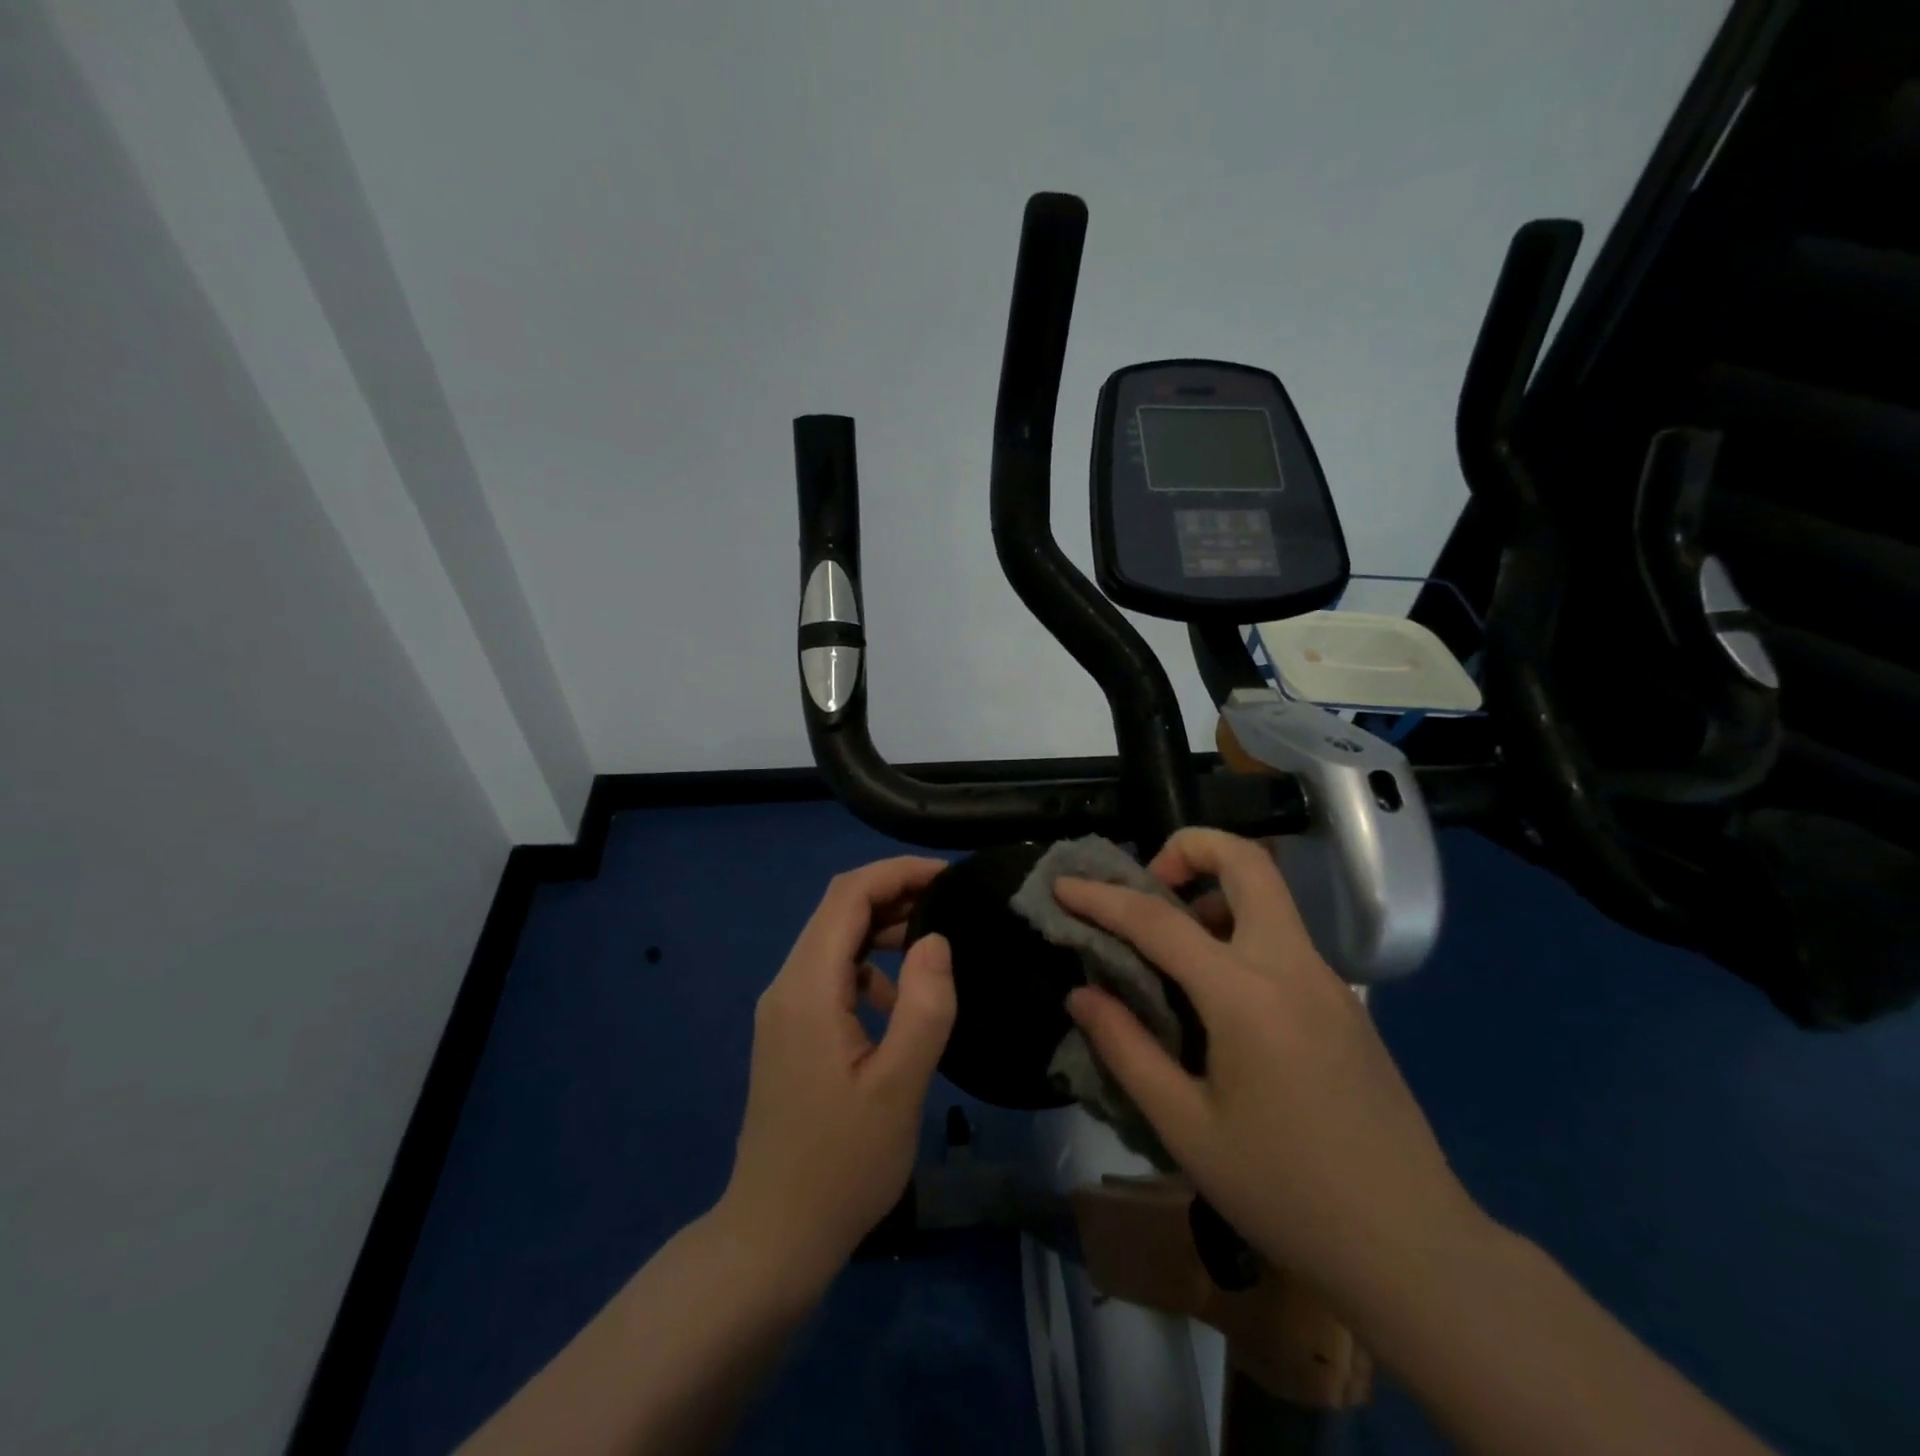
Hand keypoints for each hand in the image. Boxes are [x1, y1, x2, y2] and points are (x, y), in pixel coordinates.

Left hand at [720, 857, 955, 1287]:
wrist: (773, 1236)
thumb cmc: (841, 1165)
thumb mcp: (899, 1087)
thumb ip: (924, 1006)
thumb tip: (936, 940)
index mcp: (807, 988)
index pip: (847, 895)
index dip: (897, 872)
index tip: (948, 877)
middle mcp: (786, 985)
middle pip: (838, 910)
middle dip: (894, 894)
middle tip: (951, 905)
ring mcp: (783, 1009)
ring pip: (834, 941)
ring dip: (882, 929)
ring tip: (935, 943)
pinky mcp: (789, 1031)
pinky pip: (830, 975)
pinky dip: (868, 966)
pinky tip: (899, 1000)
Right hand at [1056, 828, 1486, 1308]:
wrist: (1413, 1248)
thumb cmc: (1286, 1192)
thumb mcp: (1186, 1128)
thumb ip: (1126, 1049)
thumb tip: (1080, 994)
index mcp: (1247, 995)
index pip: (1159, 921)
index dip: (1103, 898)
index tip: (1064, 885)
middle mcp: (1292, 966)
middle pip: (1246, 862)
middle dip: (1189, 849)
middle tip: (1147, 887)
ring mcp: (1327, 981)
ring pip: (1268, 897)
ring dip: (1213, 893)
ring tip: (1172, 949)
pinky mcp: (1345, 1003)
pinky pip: (1282, 939)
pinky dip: (1237, 934)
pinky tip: (1216, 999)